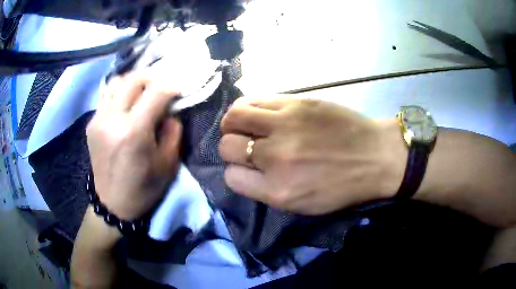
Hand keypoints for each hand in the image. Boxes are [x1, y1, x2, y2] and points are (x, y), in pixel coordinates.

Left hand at [86, 71, 181, 220]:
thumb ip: (172, 131)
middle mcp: (112, 119)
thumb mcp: (168, 164)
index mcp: (134, 132)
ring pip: (117, 82)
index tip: (180, 90)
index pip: (156, 92)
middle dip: (153, 77)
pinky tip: (128, 103)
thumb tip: (170, 110)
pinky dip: (121, 92)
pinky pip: (107, 96)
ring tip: (144, 90)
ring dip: (134, 81)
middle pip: (133, 79)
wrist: (112, 204)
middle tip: (163, 85)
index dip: (172, 86)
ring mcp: (98, 119)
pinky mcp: (91, 124)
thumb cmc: (143, 188)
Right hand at [219, 97, 406, 214]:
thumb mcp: (303, 205)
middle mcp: (276, 158)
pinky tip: (259, 113)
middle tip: (245, 145)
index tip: (246, 169)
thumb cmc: (343, 188)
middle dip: (231, 147)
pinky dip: (249, 107)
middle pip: (227, 146)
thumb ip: (268, 190)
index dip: (236, 172)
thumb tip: (244, 169)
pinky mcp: (296, 103)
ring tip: (245, 125)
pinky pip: (255, 100)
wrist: (377, 157)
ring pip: (234, 116)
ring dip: (233, 123)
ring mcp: (285, 125)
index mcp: (278, 191)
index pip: (232, 177)